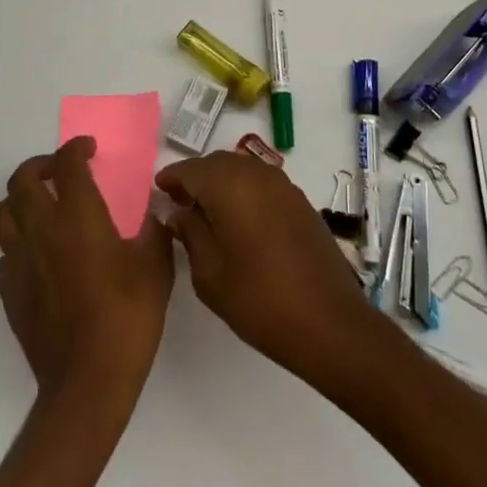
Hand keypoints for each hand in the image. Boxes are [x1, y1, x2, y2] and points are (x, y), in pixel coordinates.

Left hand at [0, 138, 174, 404]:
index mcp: (78, 217)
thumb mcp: (156, 270)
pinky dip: (17, 239)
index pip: (67, 164)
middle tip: (61, 170)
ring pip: (3, 212)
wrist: (87, 384)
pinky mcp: (10, 291)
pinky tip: (38, 251)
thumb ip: (153, 232)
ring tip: (41, 204)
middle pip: (23, 179)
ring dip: (20, 198)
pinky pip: (5, 251)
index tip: (88, 149)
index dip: (76, 148)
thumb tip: (151, 214)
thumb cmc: (127, 320)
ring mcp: (20, 261)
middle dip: (41, 165)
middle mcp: (42, 230)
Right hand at [156, 151, 392, 396]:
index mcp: (229, 185)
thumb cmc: (259, 300)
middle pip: (216, 163)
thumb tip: (177, 211)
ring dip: (221, 183)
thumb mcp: (209, 274)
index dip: (171, 179)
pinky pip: (261, 184)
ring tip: (206, 214)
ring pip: (241, 170)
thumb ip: (189, 233)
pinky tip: (239, 221)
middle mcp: (256, 174)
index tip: (158, 193)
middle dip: (196, 178)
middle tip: (178, 204)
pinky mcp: (300, 201)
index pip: (190, 169)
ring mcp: (283, 185)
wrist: (329, 322)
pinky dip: (244, 192)